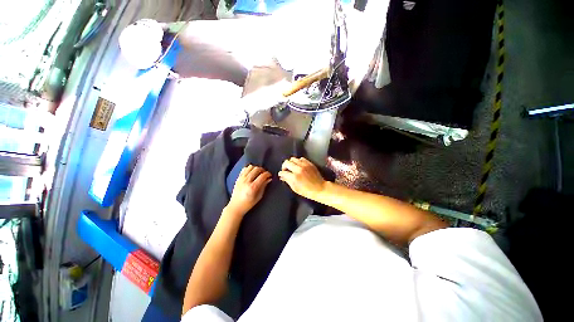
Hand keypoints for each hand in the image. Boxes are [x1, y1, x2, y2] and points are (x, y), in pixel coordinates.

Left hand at [226, 165, 271, 216]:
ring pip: (250, 167)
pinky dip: (249, 168)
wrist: (235, 207)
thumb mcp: (259, 197)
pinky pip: (244, 169)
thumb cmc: (248, 204)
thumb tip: (269, 179)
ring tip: (259, 173)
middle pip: (257, 169)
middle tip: (265, 174)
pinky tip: (252, 172)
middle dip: (263, 170)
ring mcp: (241, 179)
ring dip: (256, 168)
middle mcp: (246, 181)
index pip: (262, 176)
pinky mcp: (238, 178)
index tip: (270, 175)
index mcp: (253, 187)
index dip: (268, 174)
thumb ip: (264, 186)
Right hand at [278, 157, 325, 199]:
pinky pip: (301, 158)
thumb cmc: (307, 191)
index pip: (283, 172)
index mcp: (294, 177)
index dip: (281, 173)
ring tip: (292, 167)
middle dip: (284, 166)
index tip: (281, 174)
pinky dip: (298, 161)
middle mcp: (298, 169)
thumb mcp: (295, 189)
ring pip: (293, 159)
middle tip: (286, 170)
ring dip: (291, 163)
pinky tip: (299, 165)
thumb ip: (288, 181)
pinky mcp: (309, 163)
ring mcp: (304, 165)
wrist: (320, 189)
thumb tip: (282, 177)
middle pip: (287, 162)